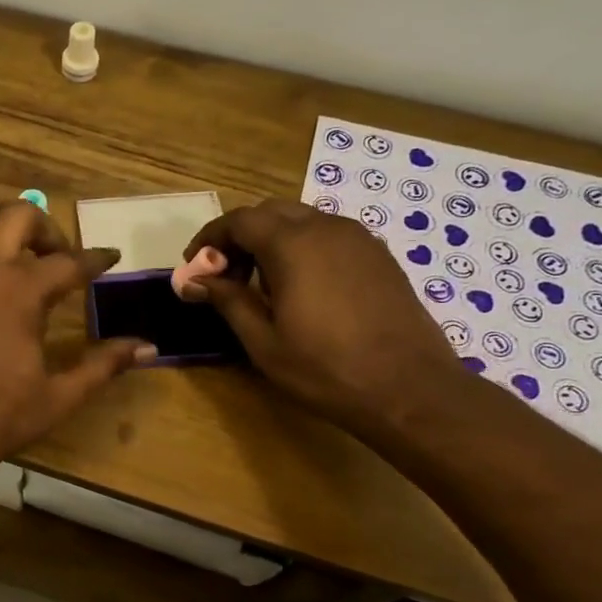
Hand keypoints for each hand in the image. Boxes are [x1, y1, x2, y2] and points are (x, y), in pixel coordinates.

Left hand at [0, 191, 152, 473]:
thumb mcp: (60, 396)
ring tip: (0, 226)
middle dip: (45, 227)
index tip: (109, 258)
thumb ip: (103, 365)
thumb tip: (148, 347)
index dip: (96, 260)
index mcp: (23, 291)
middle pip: (19, 216)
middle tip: (52, 252)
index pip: (71, 262)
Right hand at [185, 199, 465, 426]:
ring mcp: (359, 239)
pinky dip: (303, 249)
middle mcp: (327, 227)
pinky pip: (329, 236)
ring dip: (271, 242)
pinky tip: (300, 289)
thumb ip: (227, 300)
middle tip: (224, 277)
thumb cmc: (325, 368)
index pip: (239, 221)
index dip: (210, 239)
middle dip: (240, 237)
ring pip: (302, 221)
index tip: (193, 267)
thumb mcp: (263, 341)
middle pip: (270, 213)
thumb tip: (192, 280)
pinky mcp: (379, 256)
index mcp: (293, 244)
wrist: (409, 388)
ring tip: (260, 285)